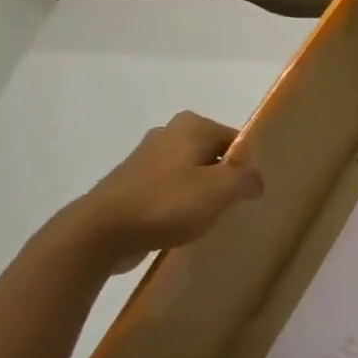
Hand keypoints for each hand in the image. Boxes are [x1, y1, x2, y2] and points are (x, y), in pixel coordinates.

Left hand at [69, 111, 263, 270]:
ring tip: (208, 221)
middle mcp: (168, 133)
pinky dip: (179, 205)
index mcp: (192, 126)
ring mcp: (146, 158)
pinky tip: (181, 226)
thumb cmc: (167, 204)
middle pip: (213, 156)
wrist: (101, 231)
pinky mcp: (132, 183)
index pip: (237, 141)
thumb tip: (256, 180)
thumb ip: (246, 179)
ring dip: (201, 194)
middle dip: (224, 180)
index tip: (250, 194)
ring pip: (191, 174)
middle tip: (233, 208)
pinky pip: (169, 190)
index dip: (248, 168)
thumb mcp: (221, 190)